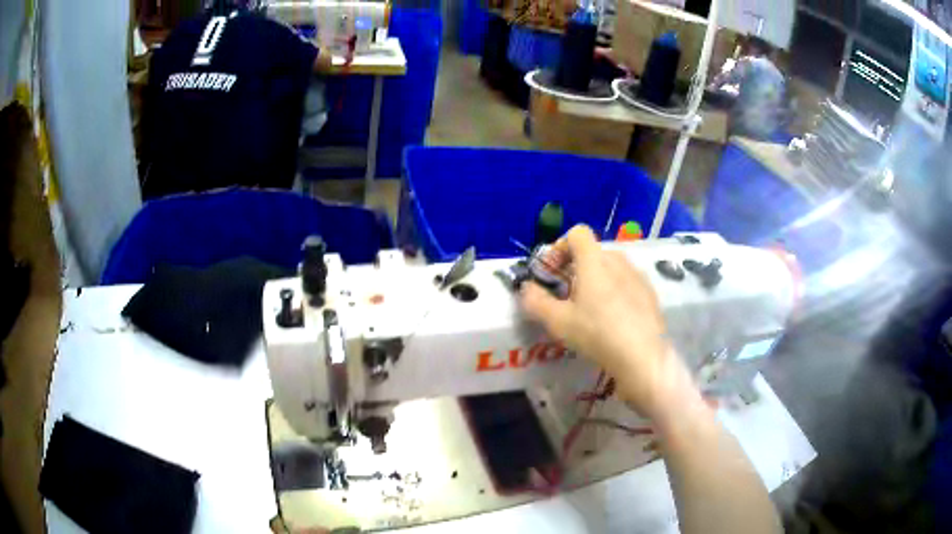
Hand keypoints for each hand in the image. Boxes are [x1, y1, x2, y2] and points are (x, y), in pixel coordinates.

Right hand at [520, 225, 690, 418]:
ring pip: (611, 267)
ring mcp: (638, 276)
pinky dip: (615, 291)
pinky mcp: (650, 293)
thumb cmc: (597, 334)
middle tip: (567, 295)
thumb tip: (526, 288)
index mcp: (594, 261)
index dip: (560, 247)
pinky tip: (614, 319)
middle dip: (576, 267)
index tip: (553, 272)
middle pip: (593, 252)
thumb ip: (536, 301)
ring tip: (591, 309)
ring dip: (596, 279)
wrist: (643, 357)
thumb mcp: (558, 322)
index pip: (577, 233)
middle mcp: (618, 261)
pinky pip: (627, 282)